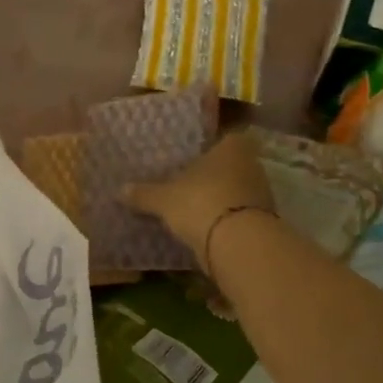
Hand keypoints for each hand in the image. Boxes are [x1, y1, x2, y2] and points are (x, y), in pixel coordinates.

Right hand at [125, 131, 273, 264]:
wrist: (238, 244)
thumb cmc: (200, 203)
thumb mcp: (164, 199)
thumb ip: (144, 194)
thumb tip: (119, 190)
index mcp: (232, 148)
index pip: (226, 138)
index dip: (212, 147)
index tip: (194, 158)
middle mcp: (252, 165)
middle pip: (231, 166)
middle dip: (213, 175)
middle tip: (188, 183)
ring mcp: (262, 194)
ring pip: (236, 190)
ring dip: (220, 198)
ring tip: (194, 208)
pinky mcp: (264, 221)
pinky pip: (239, 214)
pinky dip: (226, 220)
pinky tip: (207, 229)